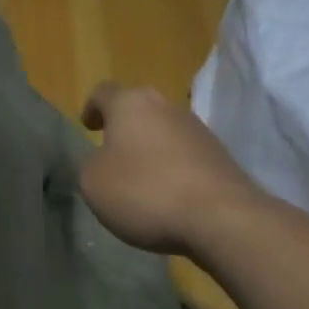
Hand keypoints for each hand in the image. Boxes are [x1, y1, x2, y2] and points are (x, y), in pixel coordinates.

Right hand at [78, 83, 262, 255]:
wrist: (221, 216)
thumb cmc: (145, 191)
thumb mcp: (93, 183)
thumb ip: (90, 165)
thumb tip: (101, 161)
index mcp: (130, 104)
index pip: (104, 92)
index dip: (92, 108)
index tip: (88, 125)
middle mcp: (166, 106)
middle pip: (139, 110)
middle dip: (125, 128)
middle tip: (112, 152)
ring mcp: (198, 129)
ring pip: (164, 132)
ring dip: (151, 149)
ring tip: (141, 180)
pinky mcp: (220, 156)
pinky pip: (186, 156)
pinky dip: (173, 169)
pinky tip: (168, 196)